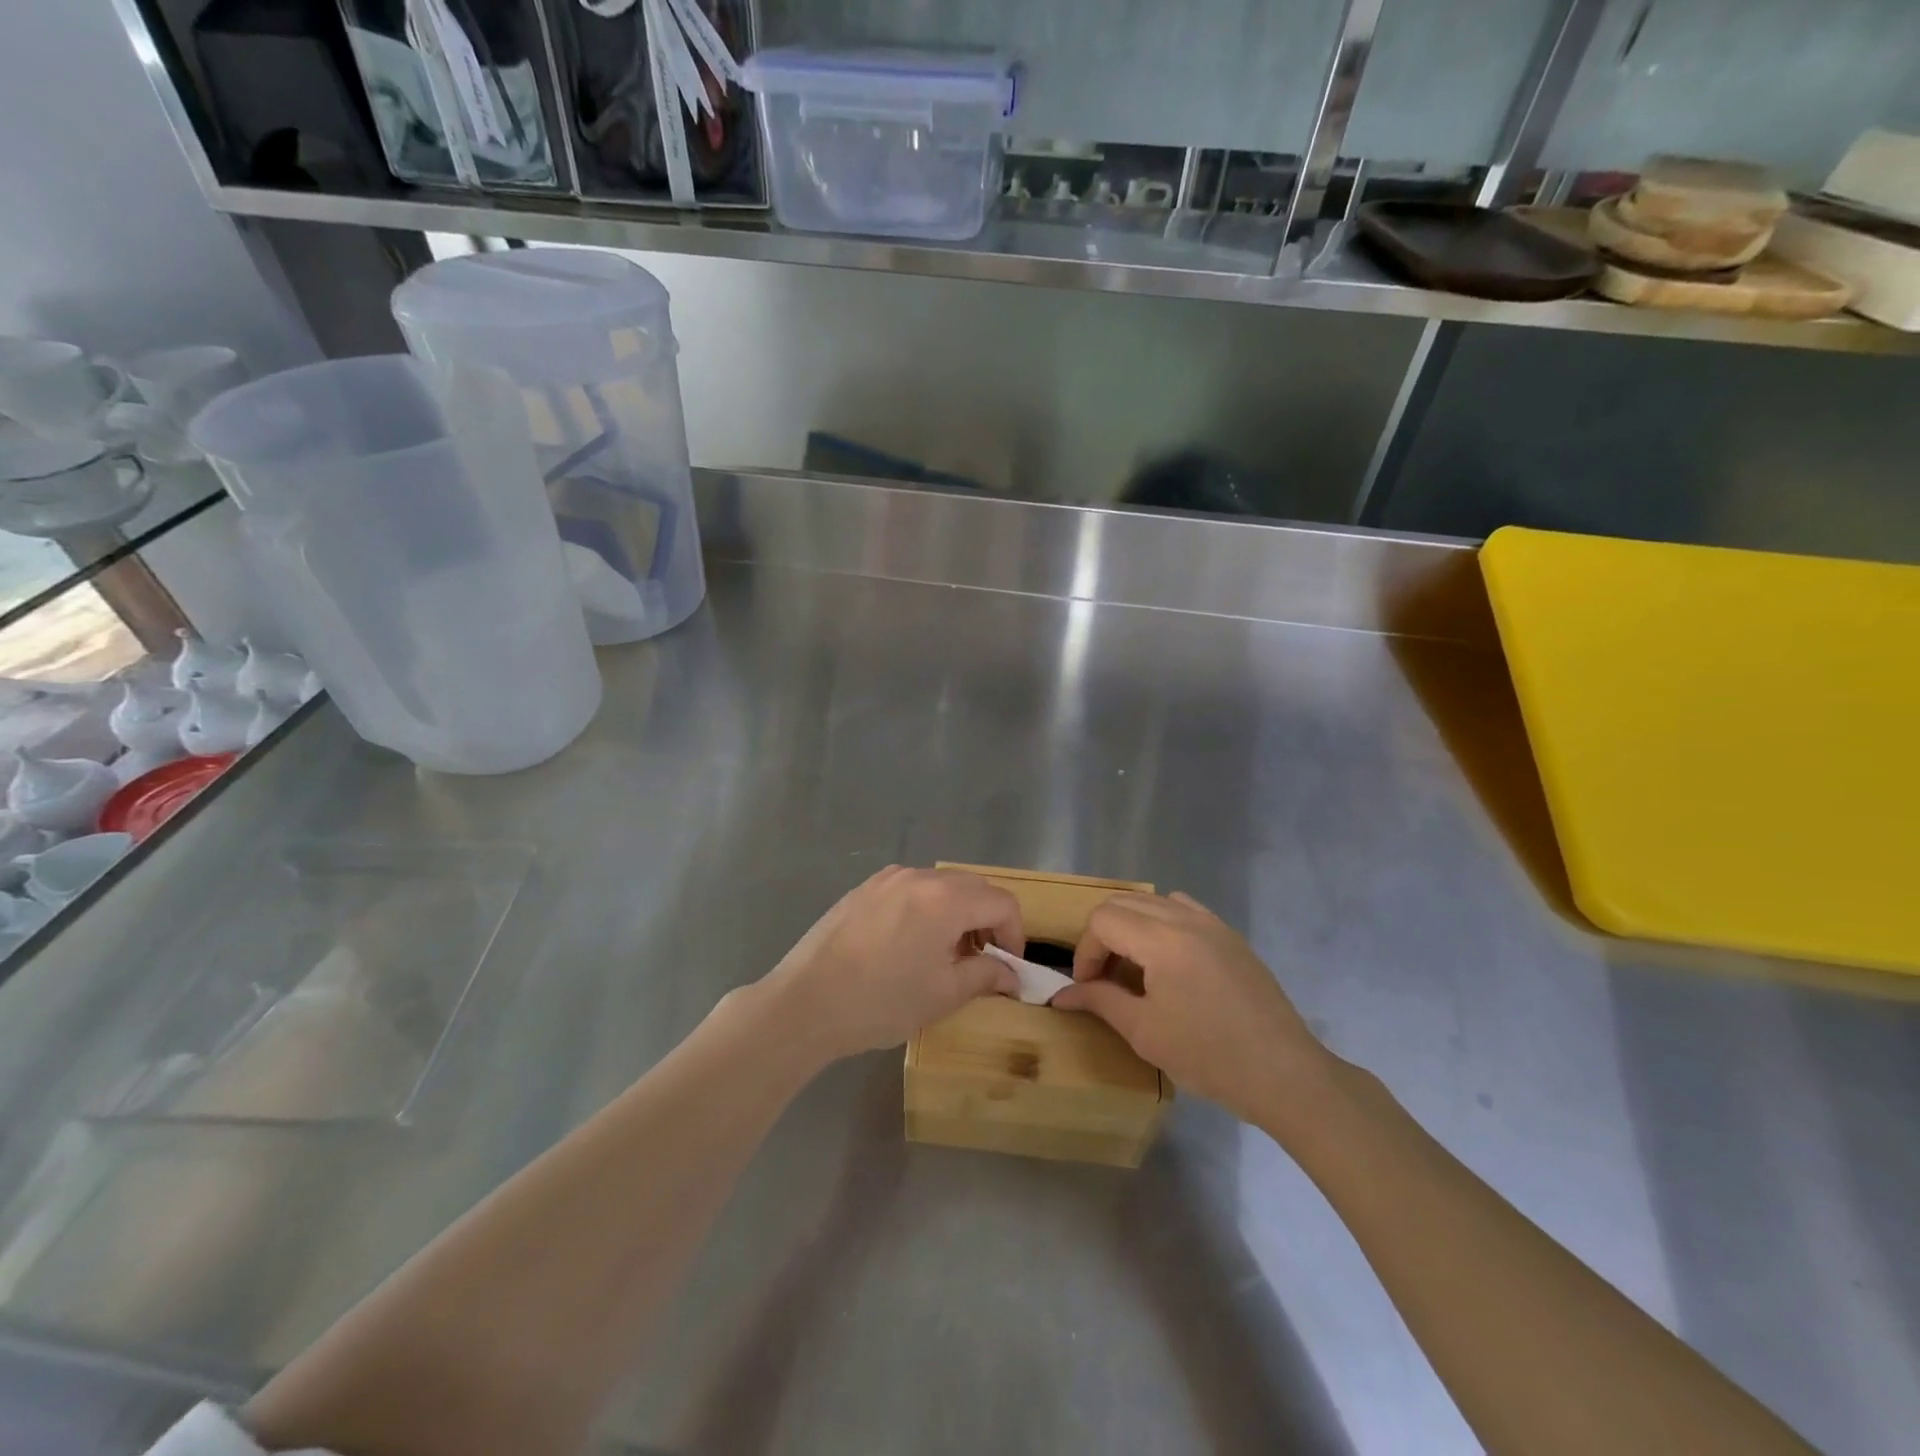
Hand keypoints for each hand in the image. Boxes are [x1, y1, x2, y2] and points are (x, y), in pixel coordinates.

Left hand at [758, 866, 1022, 1061]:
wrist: (805, 1003)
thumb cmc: (881, 1001)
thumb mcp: (942, 994)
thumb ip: (985, 976)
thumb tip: (1011, 975)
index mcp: (946, 898)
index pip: (1002, 902)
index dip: (1015, 934)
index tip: (1008, 967)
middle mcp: (920, 876)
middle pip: (974, 888)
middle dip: (988, 921)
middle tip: (982, 960)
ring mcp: (888, 879)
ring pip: (942, 886)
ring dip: (958, 913)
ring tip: (946, 954)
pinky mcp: (864, 889)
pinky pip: (911, 889)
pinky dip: (927, 909)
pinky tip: (911, 944)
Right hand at [1051, 892, 1333, 1126]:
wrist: (1284, 1073)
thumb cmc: (1208, 1056)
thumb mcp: (1144, 1032)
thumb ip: (1100, 1001)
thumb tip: (1061, 995)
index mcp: (1162, 939)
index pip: (1103, 920)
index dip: (1086, 952)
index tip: (1088, 988)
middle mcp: (1186, 917)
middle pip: (1123, 902)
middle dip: (1103, 935)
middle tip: (1103, 978)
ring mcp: (1213, 923)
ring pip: (1153, 901)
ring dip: (1131, 926)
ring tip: (1134, 969)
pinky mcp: (1230, 936)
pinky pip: (1183, 909)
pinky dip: (1162, 924)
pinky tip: (1168, 963)